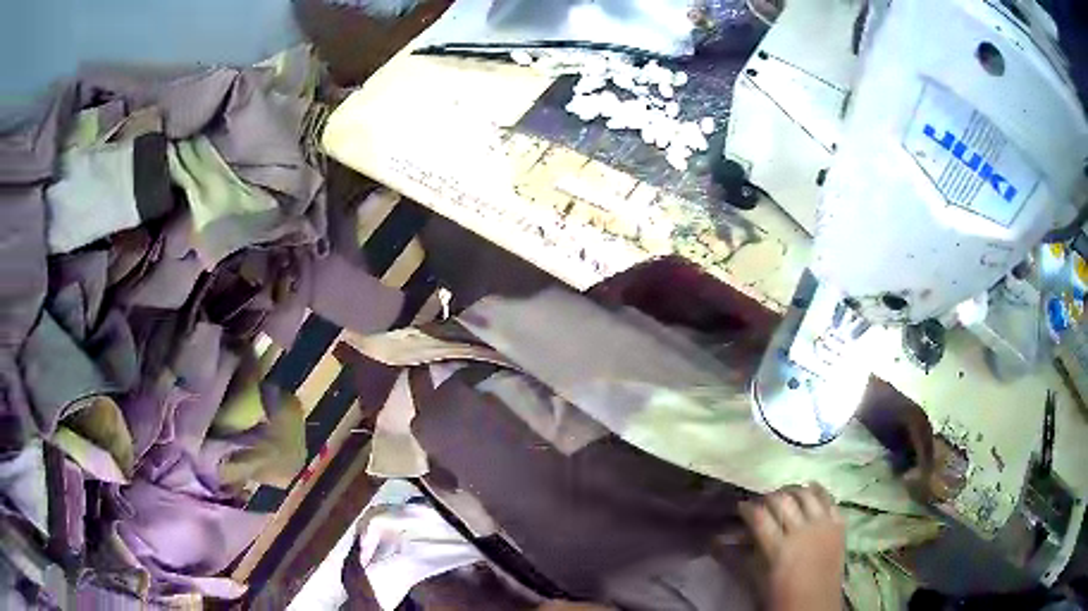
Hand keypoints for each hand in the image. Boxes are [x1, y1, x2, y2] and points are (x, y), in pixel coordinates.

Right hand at [739, 483, 845, 610]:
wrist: (815, 607)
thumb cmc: (781, 597)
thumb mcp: (756, 580)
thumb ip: (737, 558)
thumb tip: (716, 540)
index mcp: (779, 549)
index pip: (758, 516)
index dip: (746, 508)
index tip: (740, 507)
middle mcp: (803, 531)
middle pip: (782, 500)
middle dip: (768, 498)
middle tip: (761, 504)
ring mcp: (823, 526)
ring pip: (806, 494)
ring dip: (792, 492)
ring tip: (784, 497)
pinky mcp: (839, 525)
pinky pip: (829, 499)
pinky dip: (818, 492)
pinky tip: (810, 491)